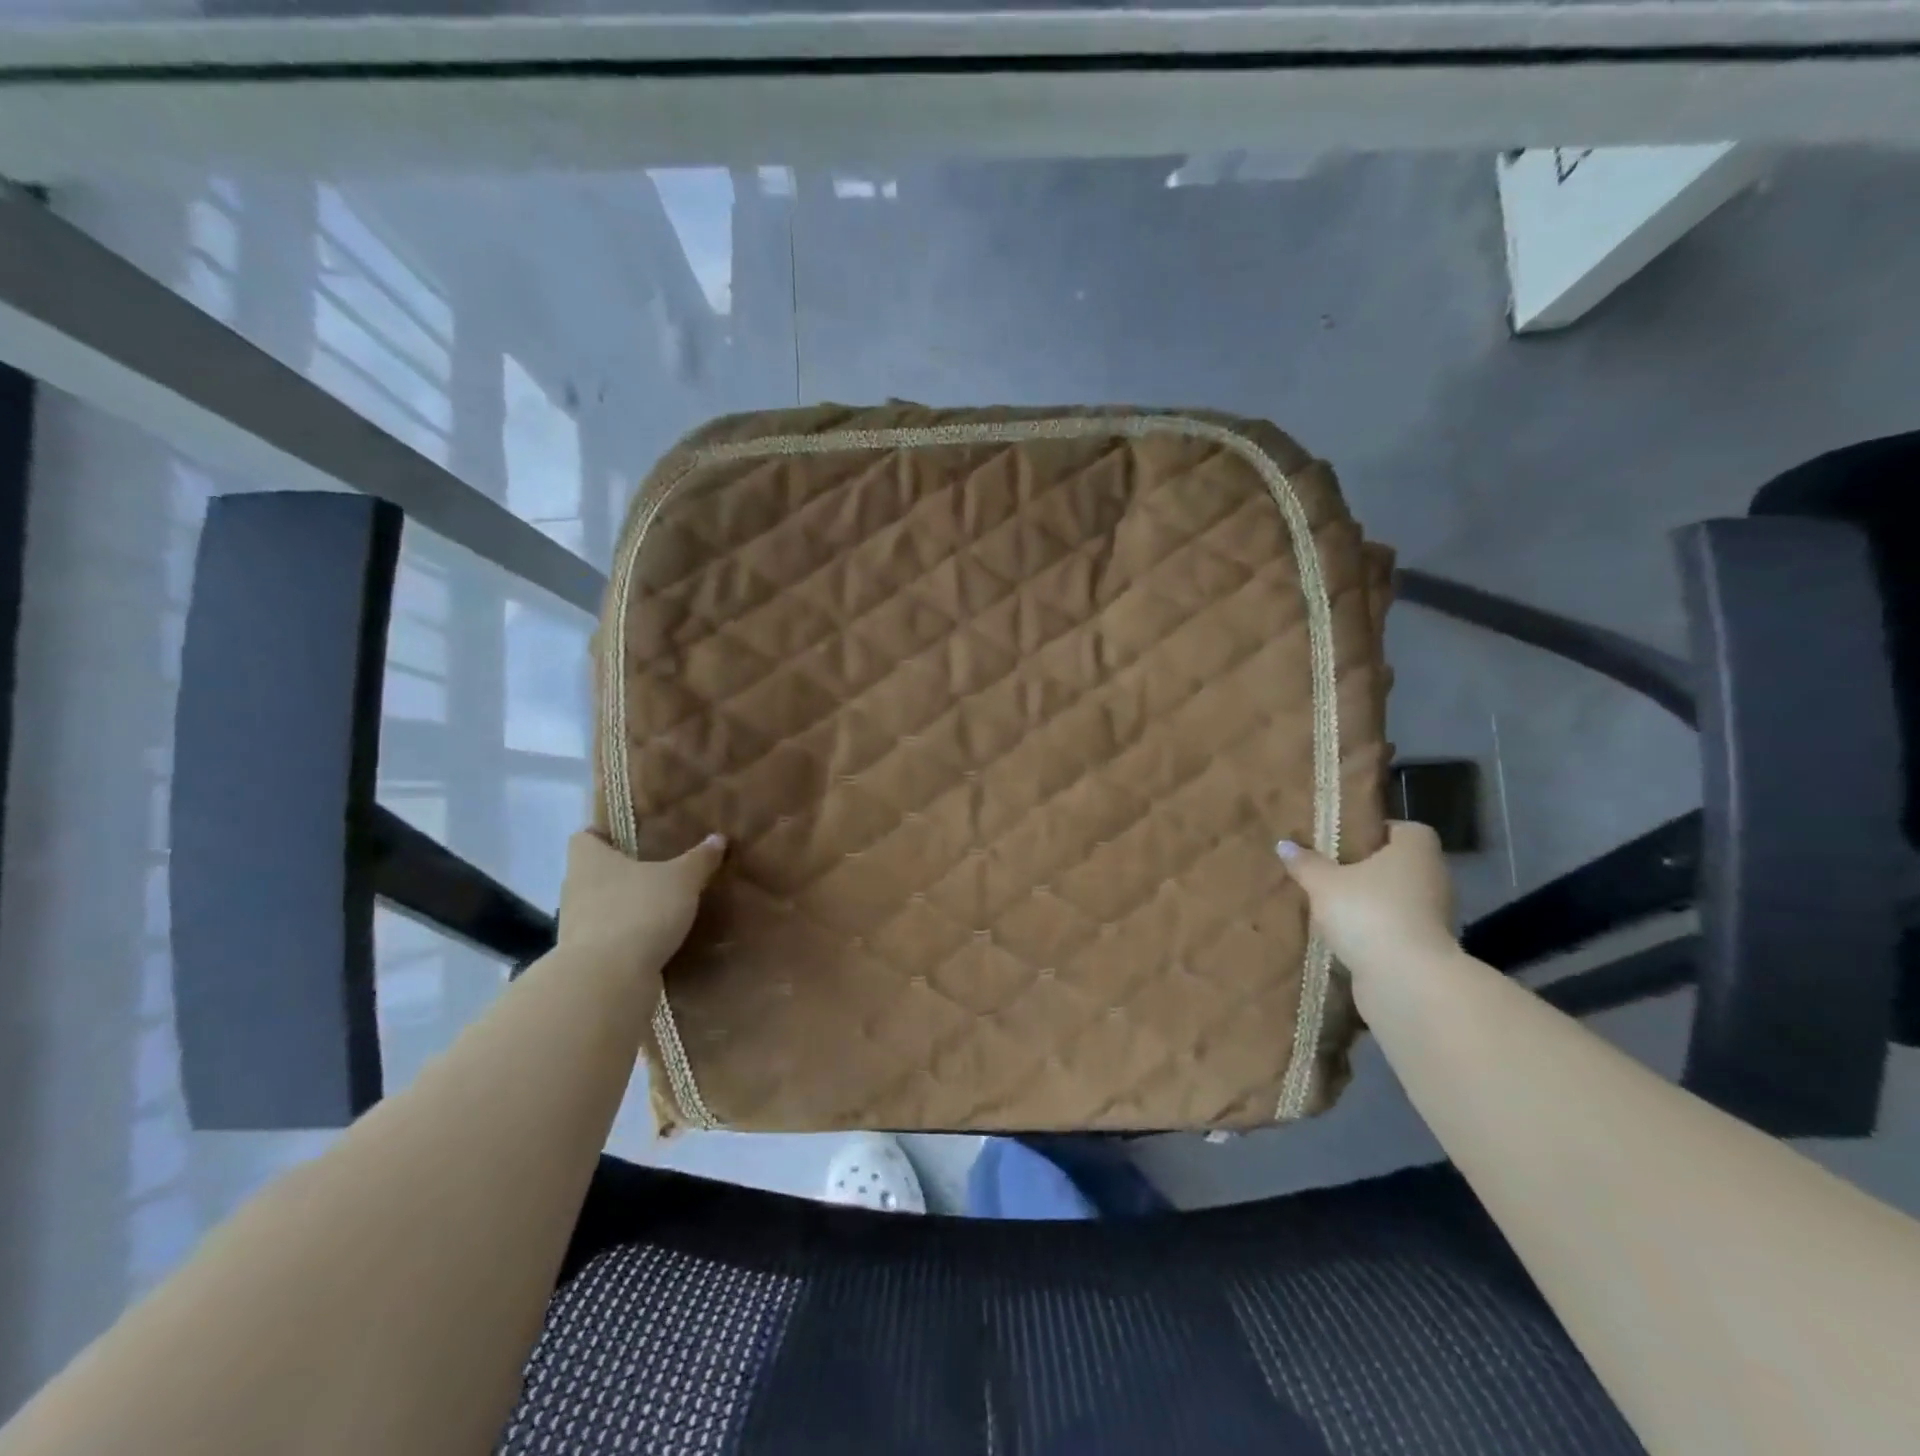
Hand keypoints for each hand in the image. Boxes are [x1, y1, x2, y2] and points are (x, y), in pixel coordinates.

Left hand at [556, 831, 725, 981]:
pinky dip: (630, 937)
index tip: (633, 837)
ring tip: (663, 906)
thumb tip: (718, 838)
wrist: (608, 980)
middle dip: (624, 872)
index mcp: (589, 860)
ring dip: (627, 907)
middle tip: (660, 869)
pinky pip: (611, 938)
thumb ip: (700, 859)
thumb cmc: (639, 911)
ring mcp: (577, 926)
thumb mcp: (681, 879)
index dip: (606, 834)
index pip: (585, 837)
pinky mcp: (587, 959)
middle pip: (596, 873)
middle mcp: (575, 888)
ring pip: (603, 906)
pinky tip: (657, 939)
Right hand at [1276, 822, 1456, 988]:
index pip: (1405, 829)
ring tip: (1331, 903)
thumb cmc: (1368, 913)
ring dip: (1370, 900)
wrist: (1406, 981)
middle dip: (1368, 868)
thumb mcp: (1324, 883)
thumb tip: (1284, 844)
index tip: (1346, 841)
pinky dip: (1375, 928)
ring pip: (1397, 897)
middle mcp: (1432, 878)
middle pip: (1399, 864)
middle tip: (1329, 869)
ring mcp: (1433, 915)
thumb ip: (1305, 863)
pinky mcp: (1425, 947)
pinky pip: (1395, 926)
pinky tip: (1344, 933)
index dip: (1377, 831)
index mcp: (1415, 851)